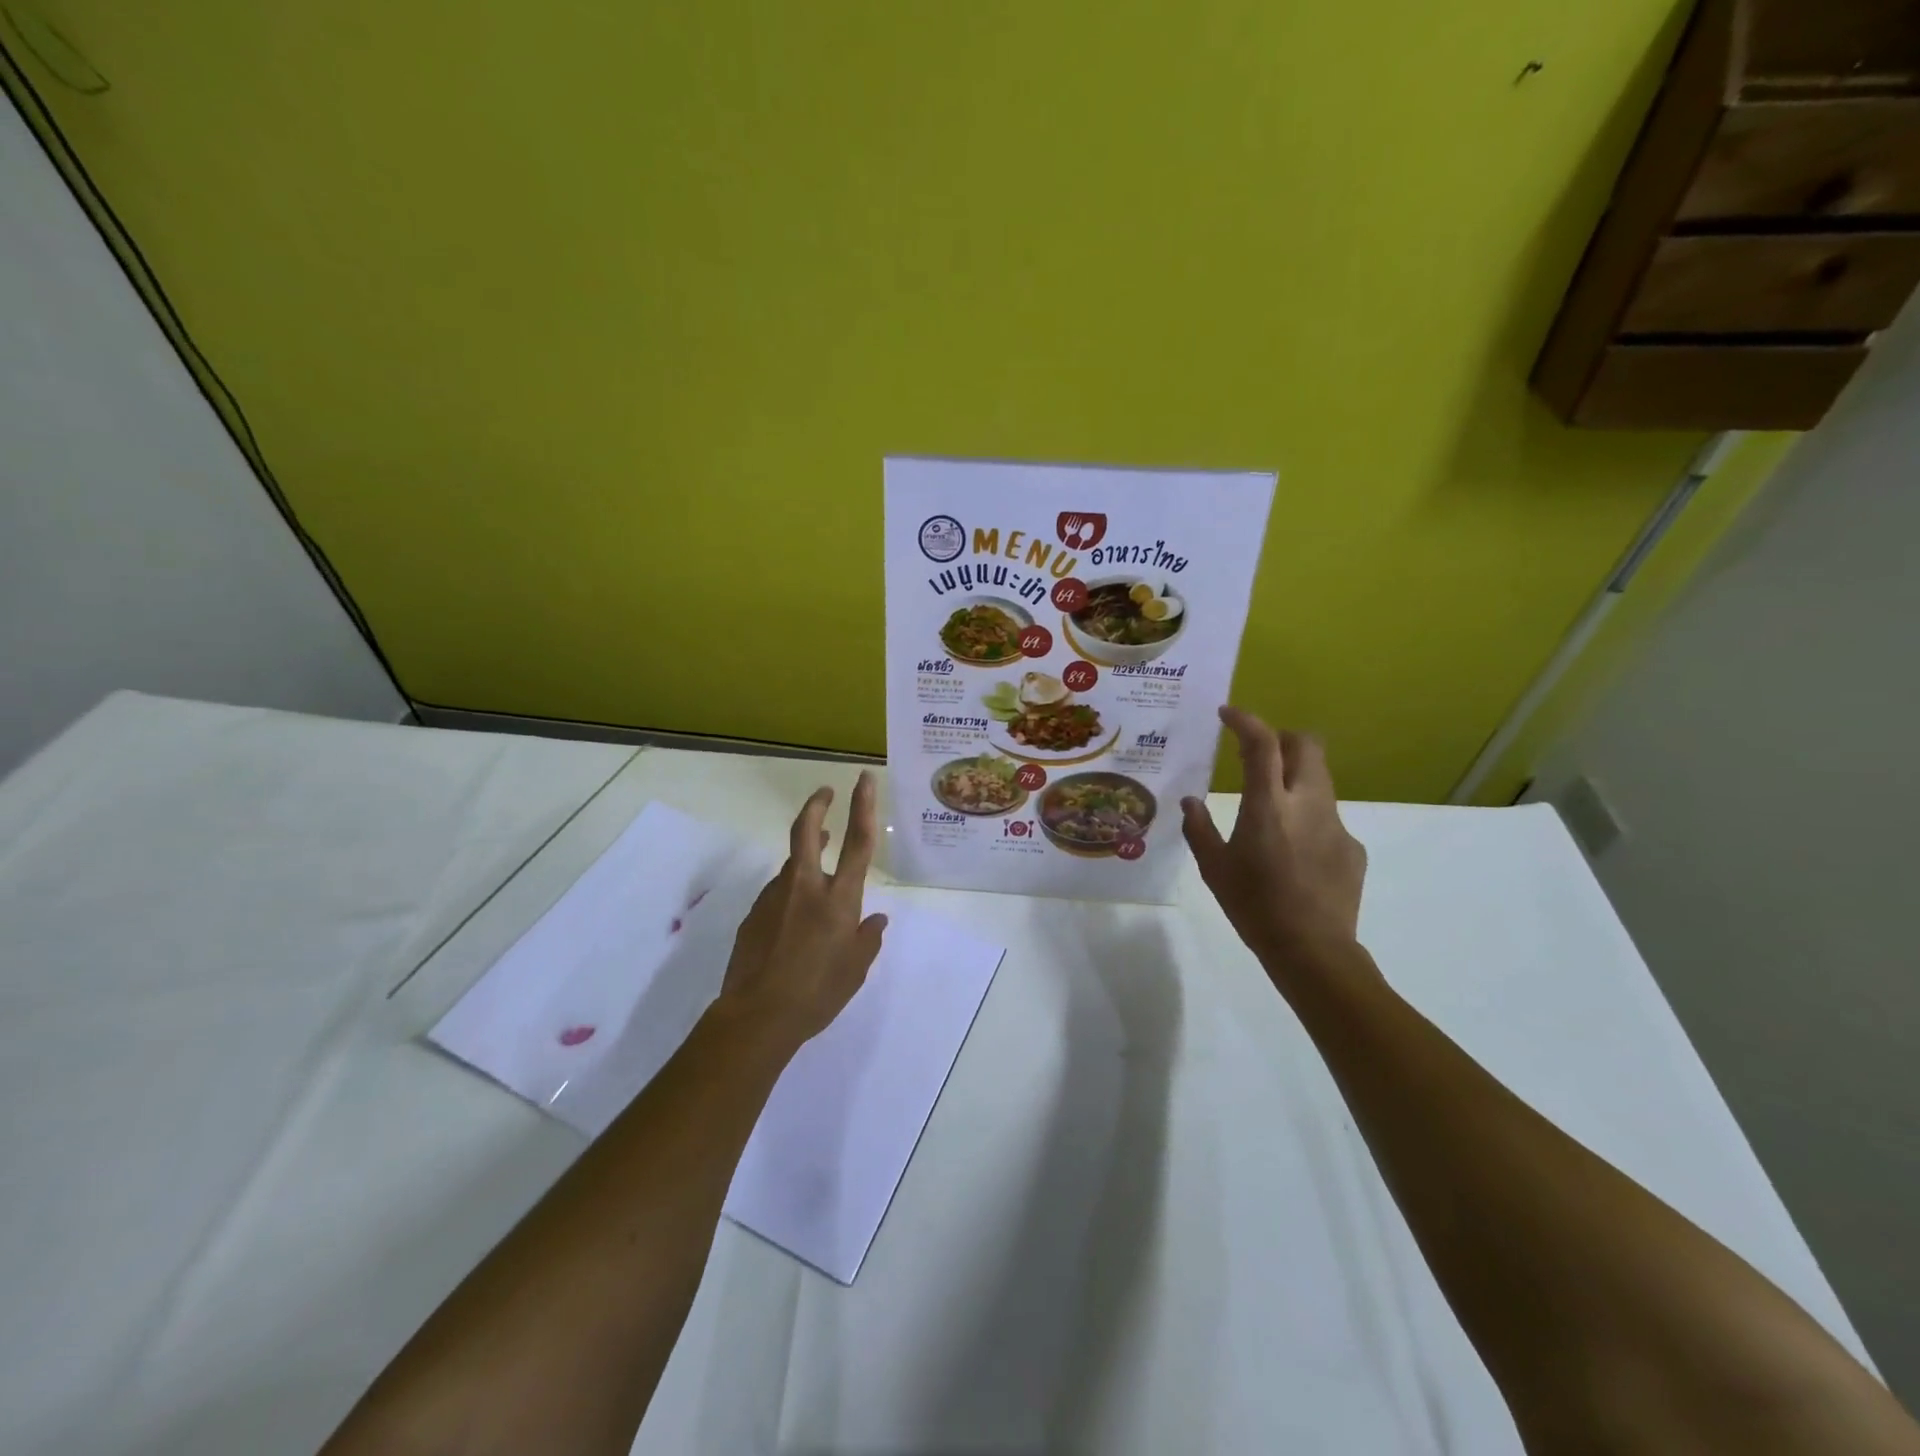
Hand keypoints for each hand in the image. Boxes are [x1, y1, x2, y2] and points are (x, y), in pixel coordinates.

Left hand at [716, 770, 887, 1048]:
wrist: (758, 1016)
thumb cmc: (818, 993)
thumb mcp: (855, 970)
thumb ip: (867, 940)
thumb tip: (876, 921)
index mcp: (839, 899)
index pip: (857, 842)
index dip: (863, 806)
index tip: (863, 779)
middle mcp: (806, 887)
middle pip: (806, 831)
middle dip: (816, 805)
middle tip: (824, 792)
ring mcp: (774, 898)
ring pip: (791, 865)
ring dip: (806, 857)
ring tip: (819, 856)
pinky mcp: (753, 915)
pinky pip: (777, 894)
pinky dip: (790, 892)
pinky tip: (794, 917)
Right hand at [1182, 706, 1369, 982]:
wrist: (1313, 950)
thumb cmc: (1254, 906)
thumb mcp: (1214, 868)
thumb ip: (1200, 829)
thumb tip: (1191, 803)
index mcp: (1268, 806)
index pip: (1263, 744)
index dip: (1246, 721)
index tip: (1227, 713)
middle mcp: (1307, 804)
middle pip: (1306, 745)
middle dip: (1282, 738)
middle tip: (1257, 753)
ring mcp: (1336, 824)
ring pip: (1320, 779)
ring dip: (1294, 776)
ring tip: (1271, 806)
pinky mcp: (1352, 846)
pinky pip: (1327, 816)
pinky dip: (1307, 817)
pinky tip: (1294, 852)